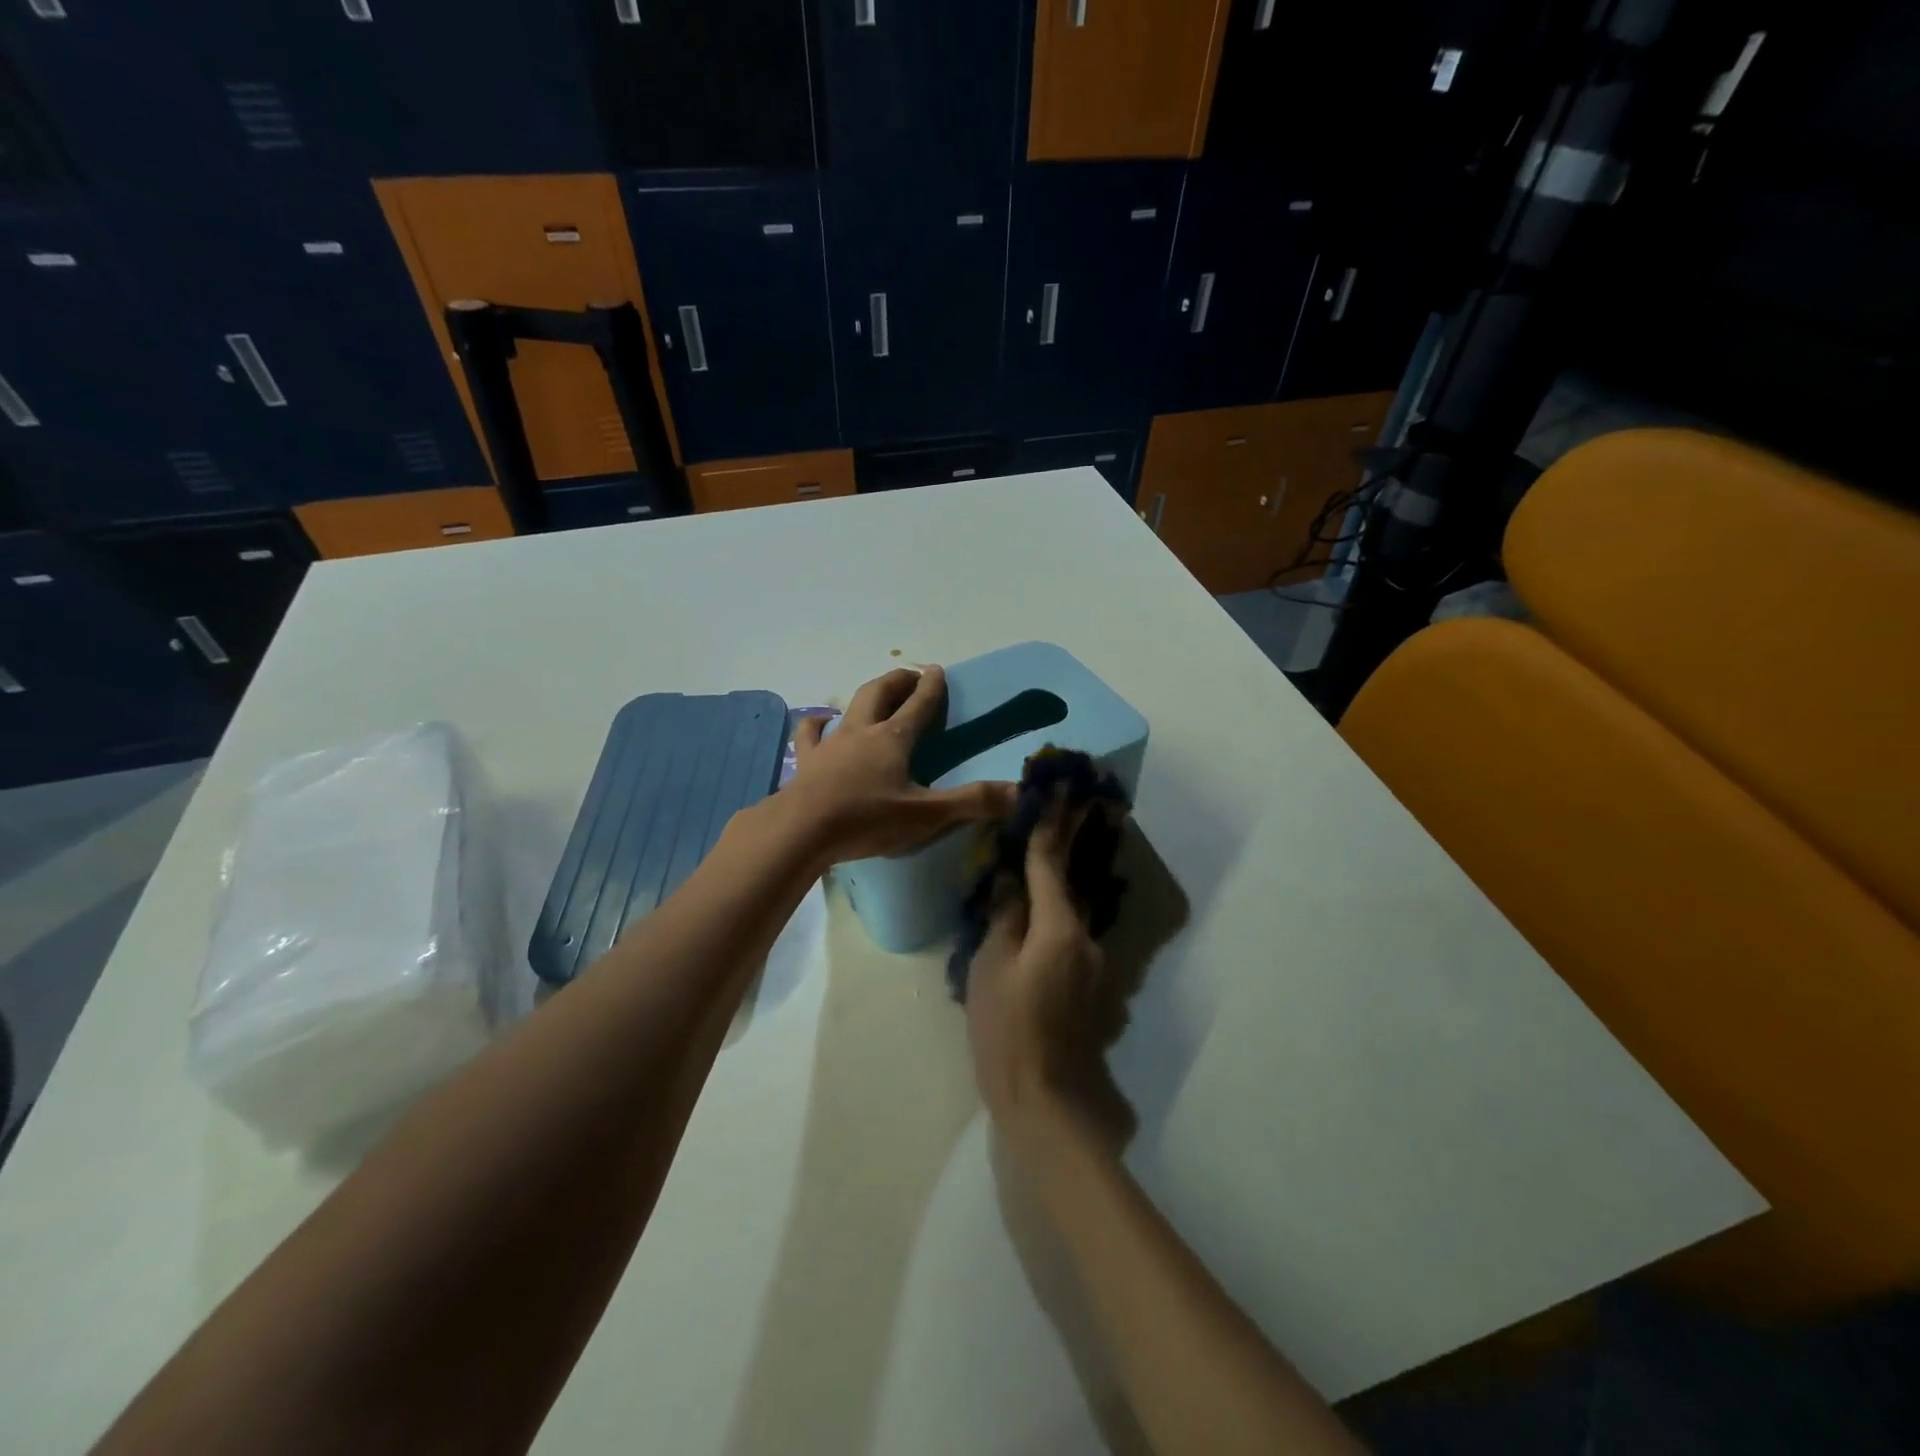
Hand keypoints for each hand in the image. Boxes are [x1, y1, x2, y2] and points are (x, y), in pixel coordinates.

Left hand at [785, 666, 1014, 865]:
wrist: (802, 830)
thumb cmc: (867, 819)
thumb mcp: (927, 815)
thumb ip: (973, 802)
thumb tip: (1020, 792)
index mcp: (893, 739)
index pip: (919, 705)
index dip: (932, 687)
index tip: (938, 669)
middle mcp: (862, 732)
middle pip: (881, 693)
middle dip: (898, 681)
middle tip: (911, 676)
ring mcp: (830, 745)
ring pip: (849, 708)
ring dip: (865, 697)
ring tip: (873, 696)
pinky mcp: (807, 763)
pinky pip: (810, 735)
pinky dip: (817, 725)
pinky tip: (819, 723)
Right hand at [967, 796, 1105, 1122]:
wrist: (1044, 1098)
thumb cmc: (1006, 1029)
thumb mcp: (990, 967)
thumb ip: (1004, 917)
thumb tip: (1011, 881)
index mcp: (1059, 927)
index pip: (1051, 863)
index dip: (1051, 824)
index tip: (1059, 789)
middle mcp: (1086, 937)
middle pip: (1071, 880)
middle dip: (1069, 841)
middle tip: (1074, 802)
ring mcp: (1093, 962)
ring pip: (1071, 910)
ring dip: (1060, 882)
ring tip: (1043, 857)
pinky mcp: (1090, 984)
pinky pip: (1070, 935)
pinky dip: (1057, 916)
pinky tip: (1037, 919)